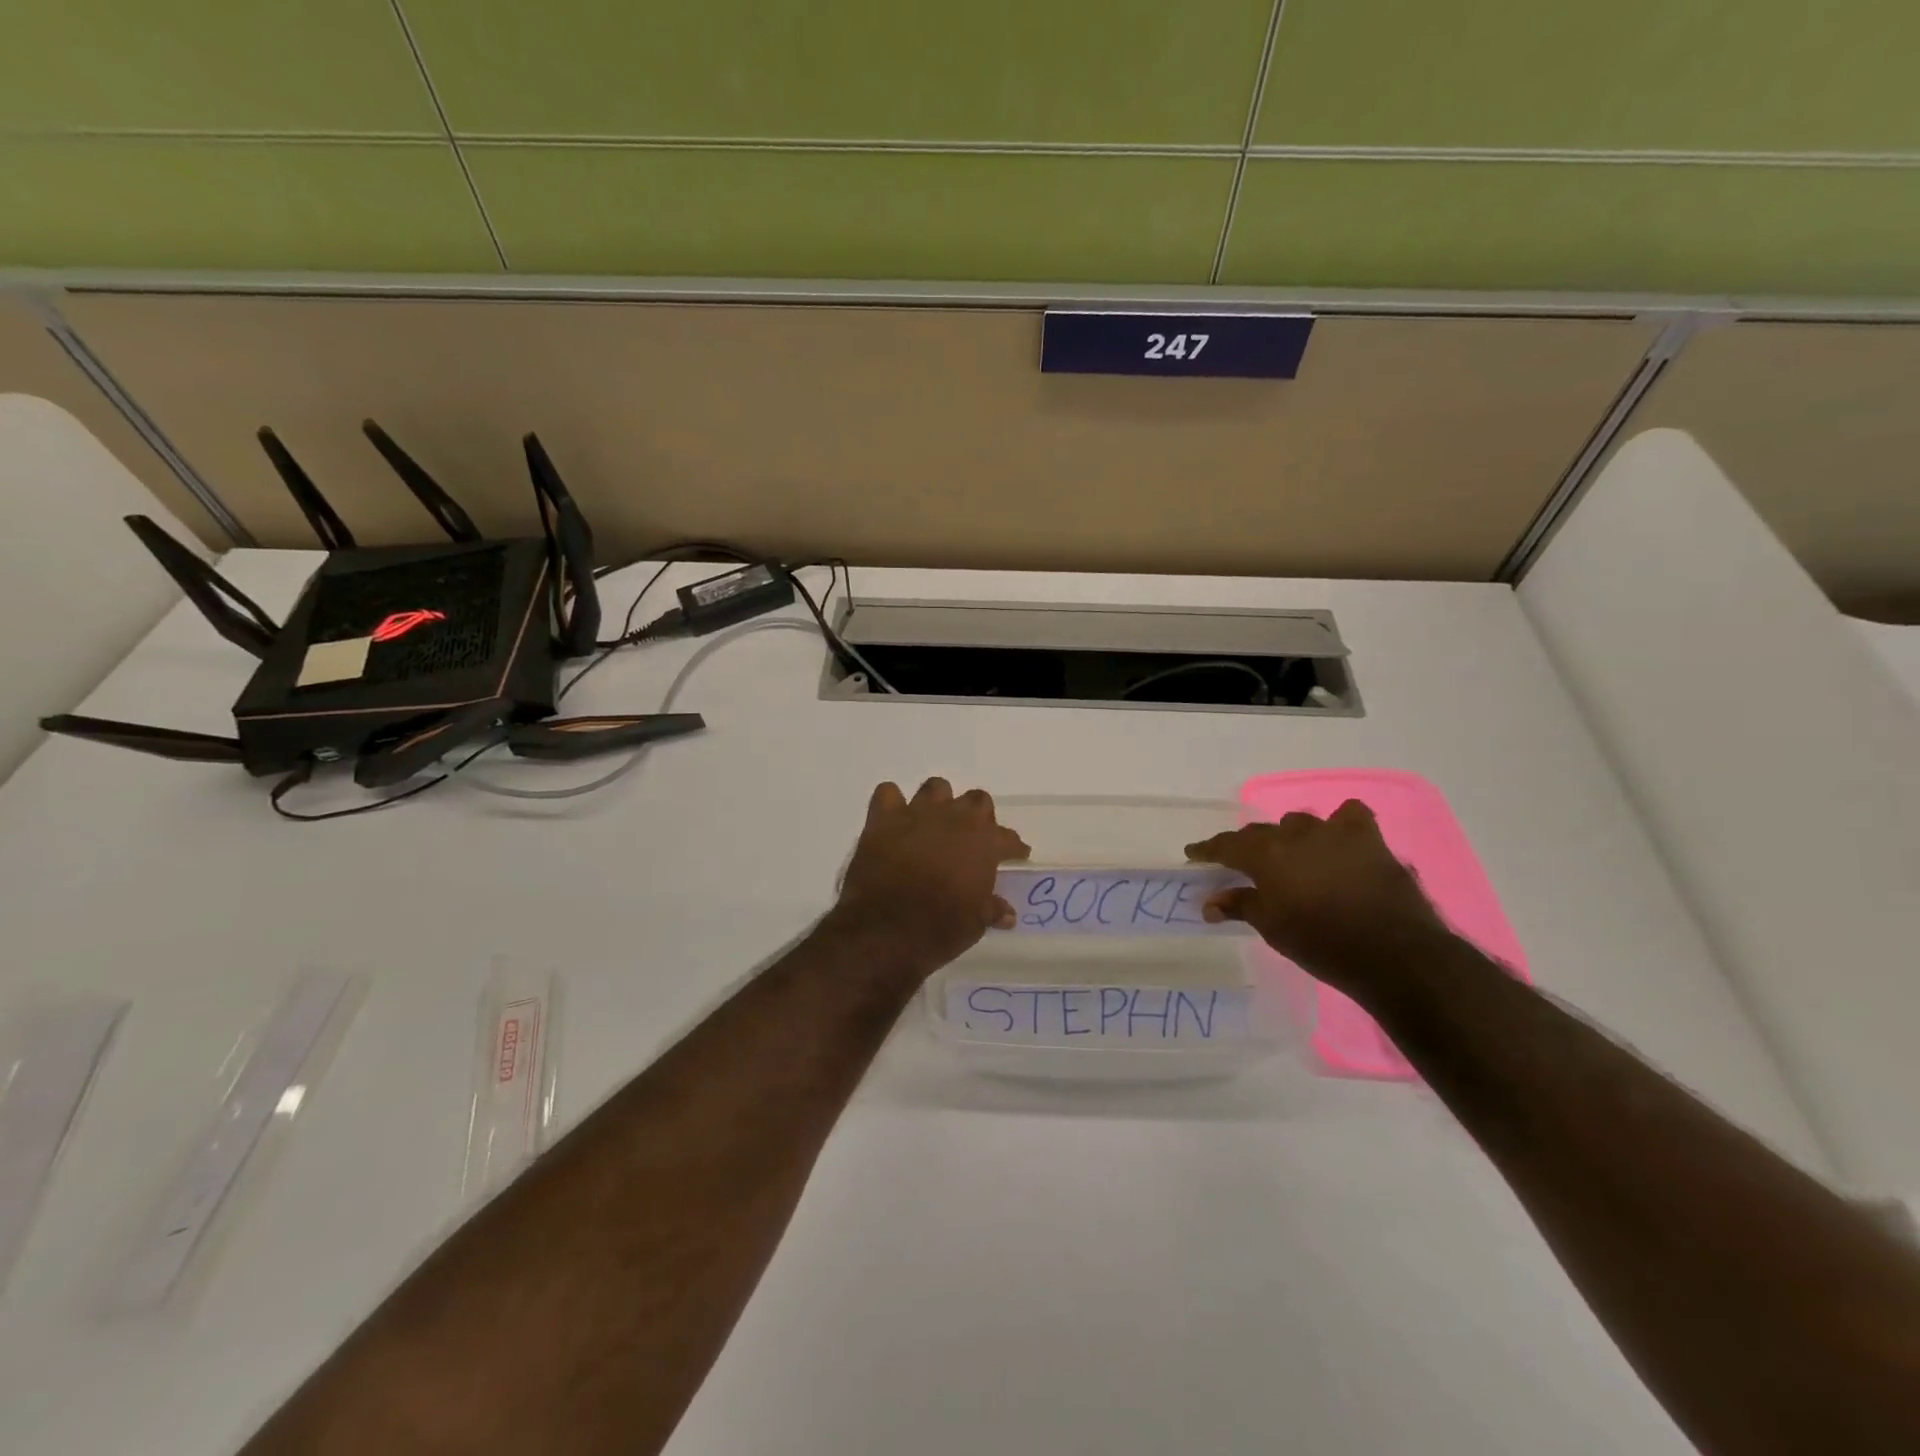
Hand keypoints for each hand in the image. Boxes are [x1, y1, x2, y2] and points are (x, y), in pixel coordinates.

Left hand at [832, 779, 1029, 974]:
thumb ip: (992, 909)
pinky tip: (894, 821)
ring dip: (939, 802)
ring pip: (936, 788)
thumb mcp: (975, 924)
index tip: (1016, 855)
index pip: (1008, 838)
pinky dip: (892, 804)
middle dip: (978, 816)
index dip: (1014, 848)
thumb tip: (1007, 913)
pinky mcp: (884, 818)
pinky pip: (889, 794)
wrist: (886, 928)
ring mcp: (918, 814)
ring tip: (935, 823)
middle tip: (972, 839)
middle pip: (977, 801)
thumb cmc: (940, 928)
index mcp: (984, 843)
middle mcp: (955, 819)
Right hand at [1186, 800, 1449, 996]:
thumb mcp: (1272, 928)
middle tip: (1241, 865)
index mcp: (1265, 855)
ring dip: (1290, 837)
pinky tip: (1338, 838)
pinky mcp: (1368, 840)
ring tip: (1291, 856)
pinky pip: (1349, 817)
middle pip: (1261, 833)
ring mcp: (1333, 833)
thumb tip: (1210, 902)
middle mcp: (1294, 835)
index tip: (1194, 853)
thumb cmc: (1321, 944)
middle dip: (1247, 846)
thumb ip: (1240, 906)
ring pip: (1300, 823)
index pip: (1226, 845)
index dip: (1208, 850)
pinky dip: (1340, 824)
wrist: (1393, 954)